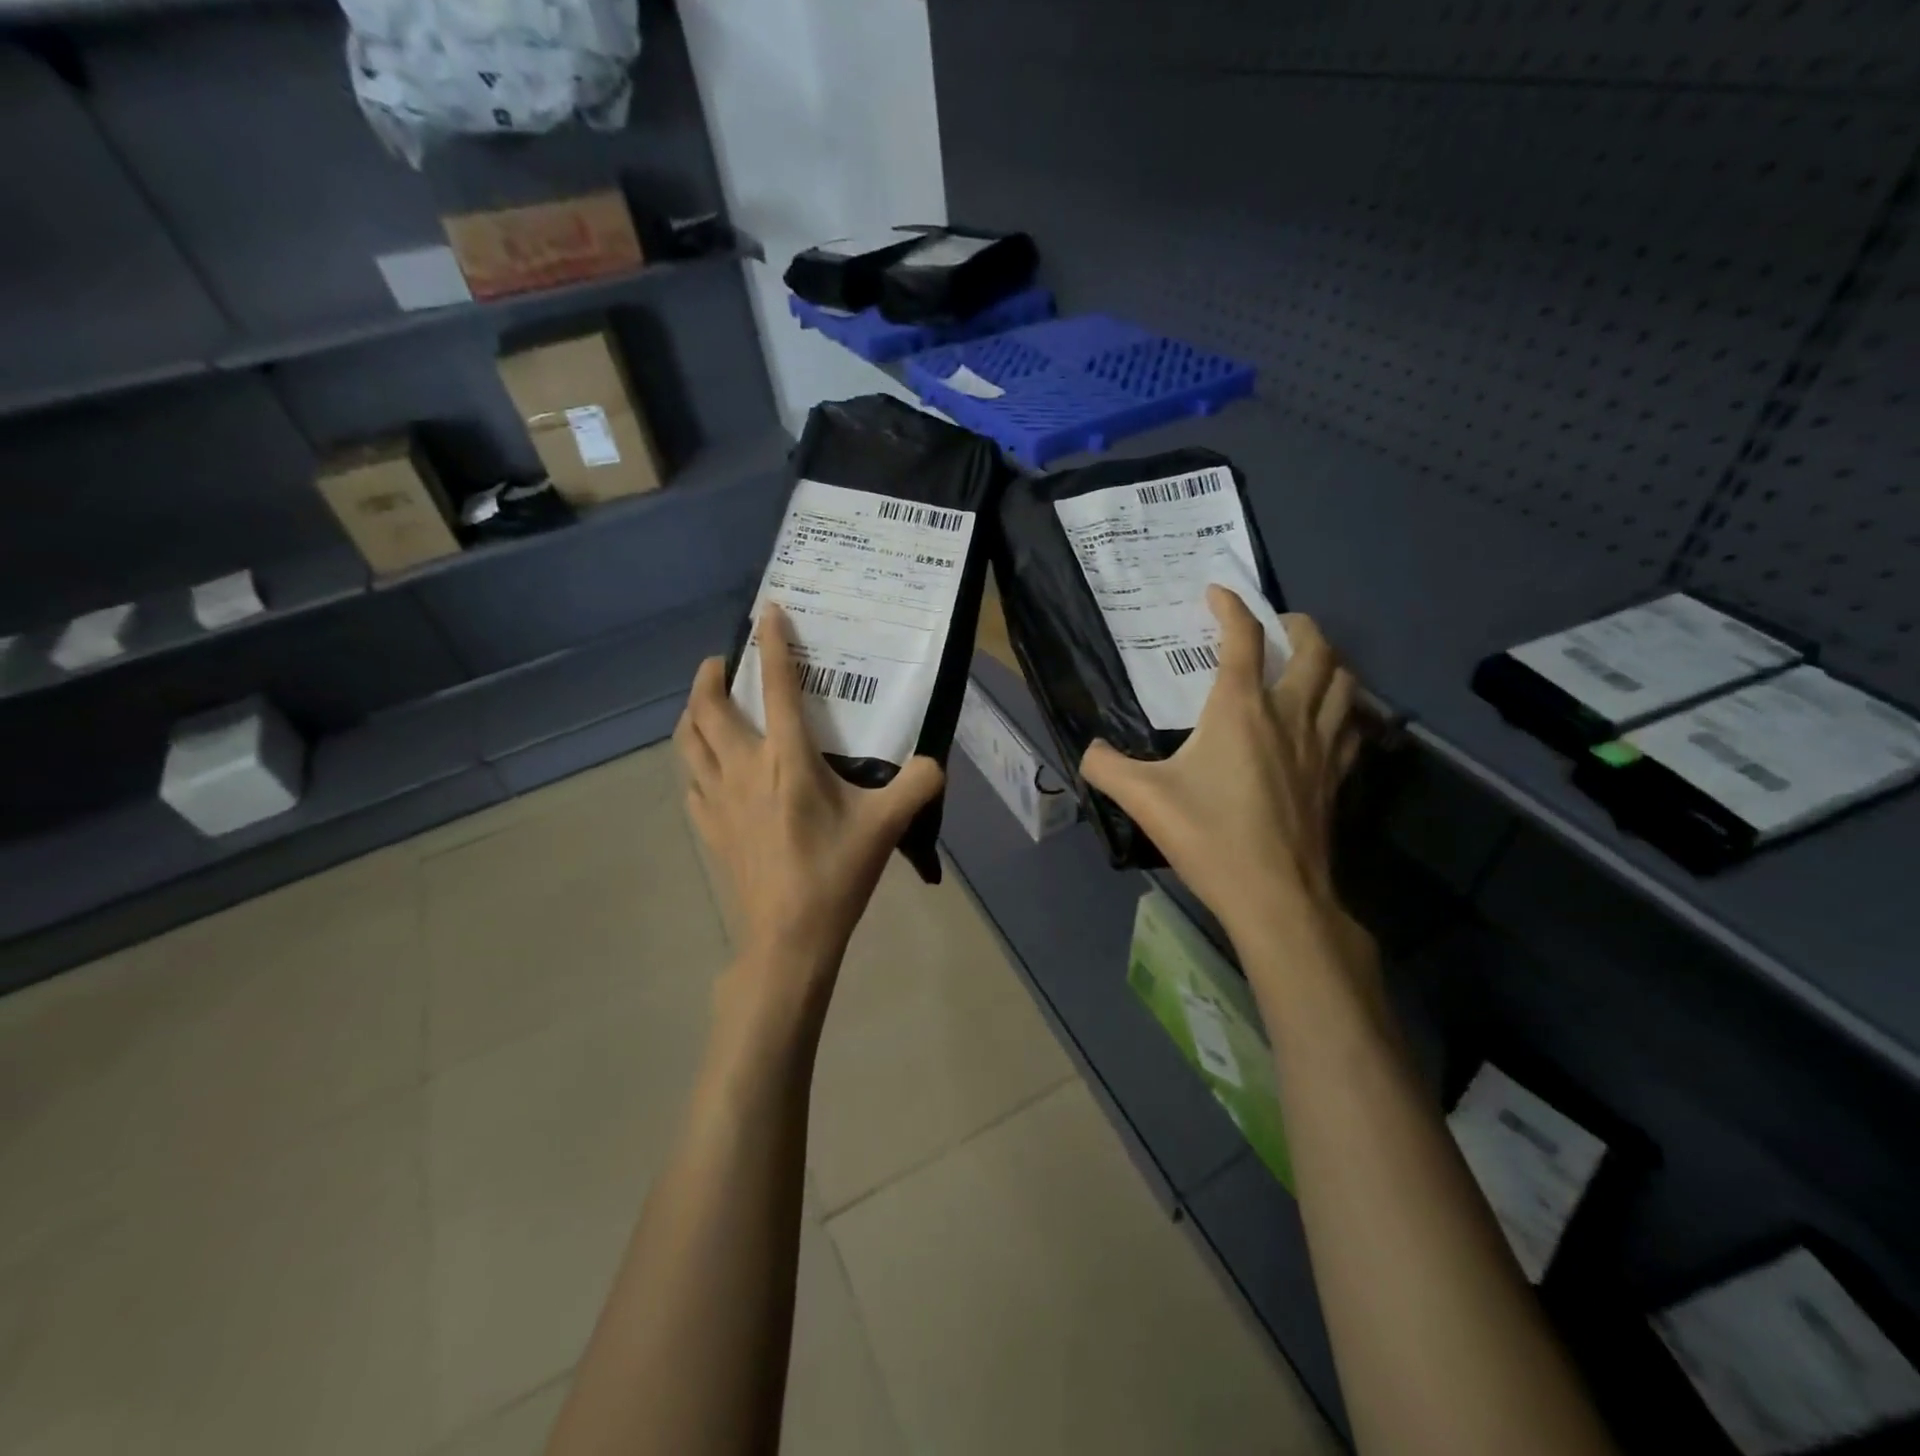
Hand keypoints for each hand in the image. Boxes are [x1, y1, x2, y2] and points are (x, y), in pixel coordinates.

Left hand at [675, 604, 943, 1012]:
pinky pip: (691, 781)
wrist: (790, 936)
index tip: (767, 612)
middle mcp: (744, 768)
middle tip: (722, 662)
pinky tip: (705, 766)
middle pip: (708, 708)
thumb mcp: (888, 825)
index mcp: (787, 760)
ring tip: (704, 704)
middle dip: (710, 676)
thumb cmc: (836, 873)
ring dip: (691, 713)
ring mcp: (719, 800)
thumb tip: (935, 763)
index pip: (775, 687)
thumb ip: (918, 784)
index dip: (771, 644)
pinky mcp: (709, 828)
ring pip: (688, 741)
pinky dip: (693, 760)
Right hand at [1081, 588, 1362, 961]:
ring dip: (1328, 661)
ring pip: (1344, 682)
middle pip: (1314, 648)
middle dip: (1297, 625)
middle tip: (1277, 626)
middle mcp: (1288, 714)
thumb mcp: (1143, 799)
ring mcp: (1321, 745)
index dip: (1230, 607)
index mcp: (1240, 709)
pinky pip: (1352, 725)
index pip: (1242, 639)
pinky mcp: (1337, 776)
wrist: (1275, 895)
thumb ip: (1106, 767)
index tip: (1216, 593)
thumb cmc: (1209, 837)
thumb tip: (1088, 752)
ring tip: (1306, 664)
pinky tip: (1326, 720)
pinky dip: (1342, 708)